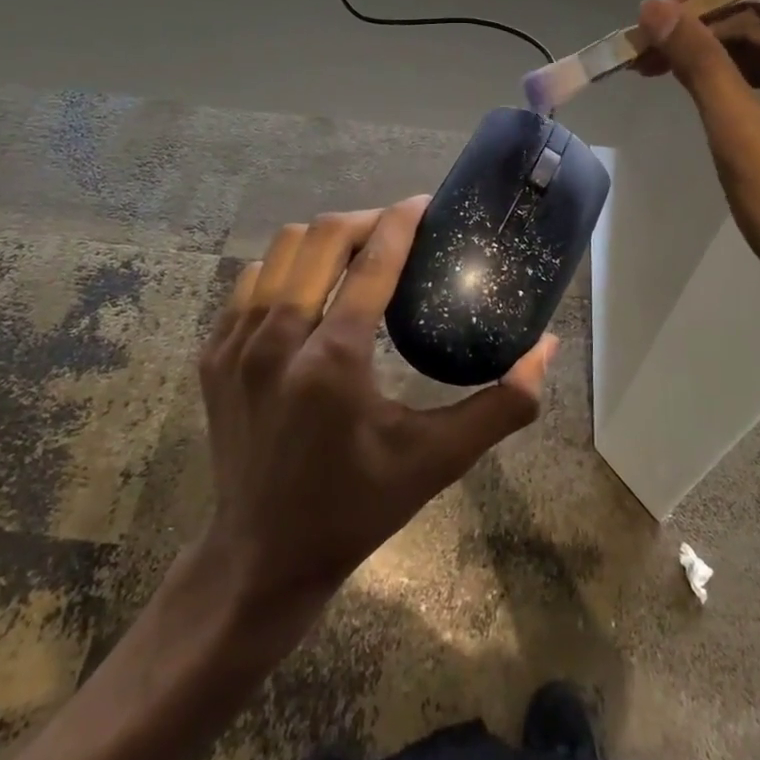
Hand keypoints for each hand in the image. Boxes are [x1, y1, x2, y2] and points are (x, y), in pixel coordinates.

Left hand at [196, 197, 555, 625]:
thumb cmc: (357, 507)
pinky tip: (309, 289)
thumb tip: (546, 348)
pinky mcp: (212, 355)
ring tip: (355, 253)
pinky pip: (250, 282)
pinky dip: (285, 269)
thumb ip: (502, 405)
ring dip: (323, 239)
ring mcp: (236, 345)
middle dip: (366, 219)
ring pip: (281, 250)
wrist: (261, 556)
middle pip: (322, 237)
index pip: (373, 260)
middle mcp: (278, 339)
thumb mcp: (437, 461)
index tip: (426, 203)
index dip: (403, 220)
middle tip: (397, 229)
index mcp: (334, 360)